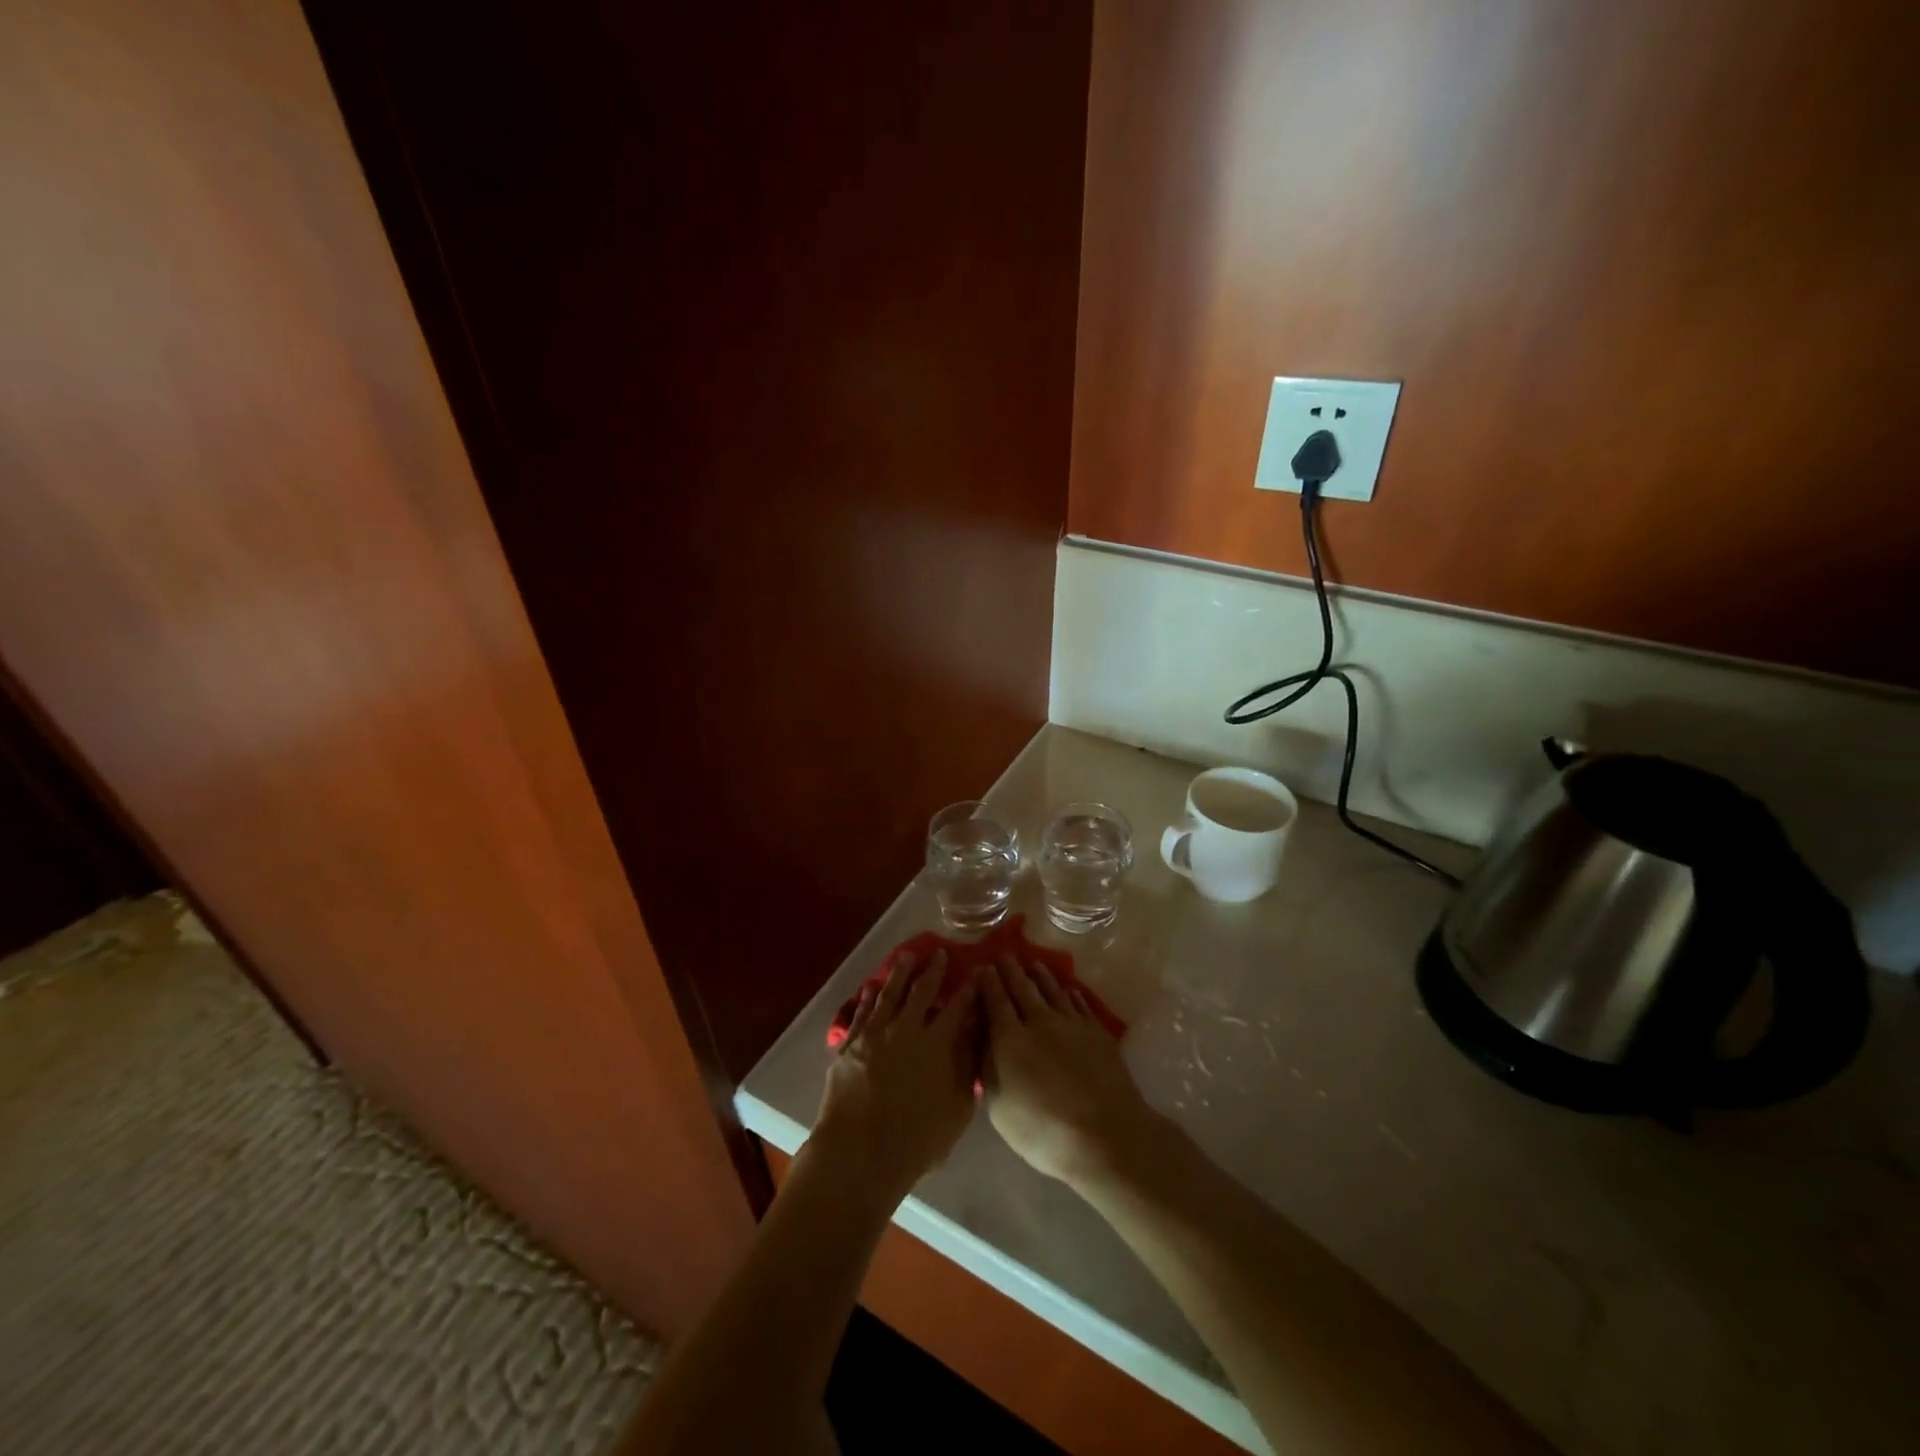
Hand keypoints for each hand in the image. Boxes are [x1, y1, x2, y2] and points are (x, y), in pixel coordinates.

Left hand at [811, 952, 982, 1205]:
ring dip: (900, 974)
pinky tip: (872, 987)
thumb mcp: (957, 1110)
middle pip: (922, 992)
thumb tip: (976, 1039)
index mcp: (938, 1044)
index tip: (976, 971)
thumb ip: (967, 1069)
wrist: (860, 1152)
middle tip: (938, 953)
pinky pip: (862, 1013)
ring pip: (890, 994)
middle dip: (933, 970)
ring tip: (906, 957)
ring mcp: (876, 1034)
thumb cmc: (917, 1140)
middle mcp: (907, 1029)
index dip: (968, 989)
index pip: (958, 1008)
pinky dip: (869, 998)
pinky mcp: (851, 1045)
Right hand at [980, 956, 1160, 1188]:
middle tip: (1005, 955)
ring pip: (1053, 991)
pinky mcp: (1096, 1033)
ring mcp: (1071, 1024)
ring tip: (1034, 964)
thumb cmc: (1043, 1129)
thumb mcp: (999, 1107)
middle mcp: (1039, 1022)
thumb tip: (983, 1042)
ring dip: (1041, 976)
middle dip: (1012, 970)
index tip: (983, 967)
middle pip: (1023, 989)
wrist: (1104, 1134)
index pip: (995, 1001)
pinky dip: (1071, 994)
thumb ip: (988, 1069)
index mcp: (1010, 1038)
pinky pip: (1080, 1005)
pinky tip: (1069, 990)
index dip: (988, 983)